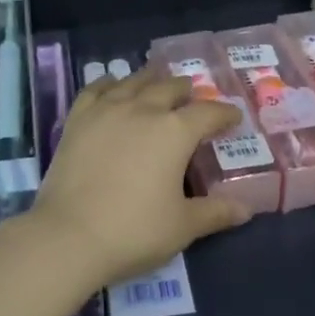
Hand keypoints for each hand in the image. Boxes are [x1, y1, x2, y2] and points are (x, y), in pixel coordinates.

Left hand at [28, 66, 250, 293]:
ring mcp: (107, 110)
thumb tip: (245, 209)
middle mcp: (144, 109)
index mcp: (175, 131)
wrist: (68, 235)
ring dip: (151, 80)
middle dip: (187, 91)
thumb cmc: (134, 230)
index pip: (209, 112)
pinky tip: (113, 85)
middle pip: (170, 88)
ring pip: (134, 81)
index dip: (225, 113)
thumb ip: (215, 212)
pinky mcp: (78, 119)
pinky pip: (96, 89)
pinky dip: (110, 83)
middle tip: (193, 98)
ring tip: (157, 82)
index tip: (234, 116)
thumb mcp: (183, 226)